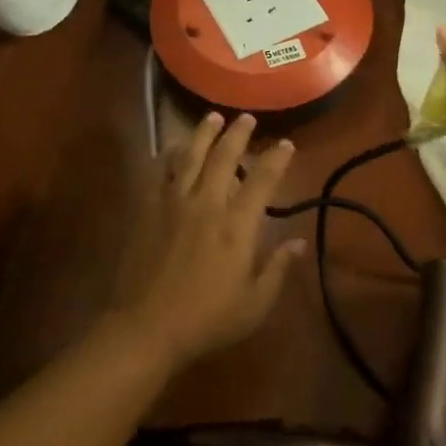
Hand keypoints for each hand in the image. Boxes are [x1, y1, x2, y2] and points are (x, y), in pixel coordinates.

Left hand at [108, 113, 305, 373]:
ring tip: (212, 118)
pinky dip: (167, 154)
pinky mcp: (146, 209)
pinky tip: (172, 148)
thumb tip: (300, 242)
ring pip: (189, 156)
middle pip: (224, 157)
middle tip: (246, 118)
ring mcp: (172, 203)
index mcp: (237, 226)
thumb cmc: (207, 320)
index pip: (262, 181)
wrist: (146, 327)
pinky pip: (158, 171)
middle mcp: (206, 204)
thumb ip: (278, 269)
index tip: (286, 143)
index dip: (276, 158)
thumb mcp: (255, 304)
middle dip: (238, 134)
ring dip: (203, 134)